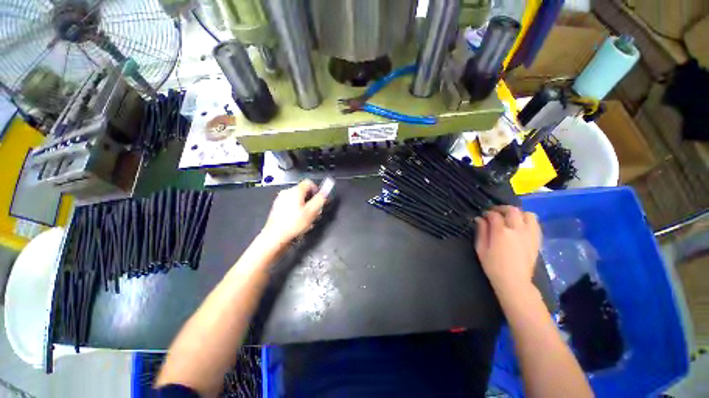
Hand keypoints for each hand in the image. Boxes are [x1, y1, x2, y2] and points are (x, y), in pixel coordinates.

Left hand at [261, 180, 326, 244]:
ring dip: (305, 207)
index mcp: (295, 191)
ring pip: (298, 200)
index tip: (320, 199)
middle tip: (315, 211)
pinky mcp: (278, 208)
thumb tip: (326, 191)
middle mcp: (287, 193)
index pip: (309, 183)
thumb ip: (320, 199)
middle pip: (304, 192)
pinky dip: (297, 211)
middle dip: (312, 201)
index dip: (317, 190)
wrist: (275, 237)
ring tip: (308, 219)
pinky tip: (299, 222)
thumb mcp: (312, 211)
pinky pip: (292, 206)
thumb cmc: (293, 225)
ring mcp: (281, 200)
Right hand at [474, 206, 540, 293]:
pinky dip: (527, 221)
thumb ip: (481, 231)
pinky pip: (535, 224)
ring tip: (511, 219)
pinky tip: (520, 226)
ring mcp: (529, 235)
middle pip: (512, 210)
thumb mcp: (481, 248)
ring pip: (528, 214)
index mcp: (501, 232)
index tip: (484, 215)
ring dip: (518, 213)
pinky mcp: (536, 240)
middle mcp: (517, 230)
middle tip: (496, 213)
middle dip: (502, 208)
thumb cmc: (493, 266)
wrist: (514, 281)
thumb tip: (480, 219)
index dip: (488, 213)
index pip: (494, 215)